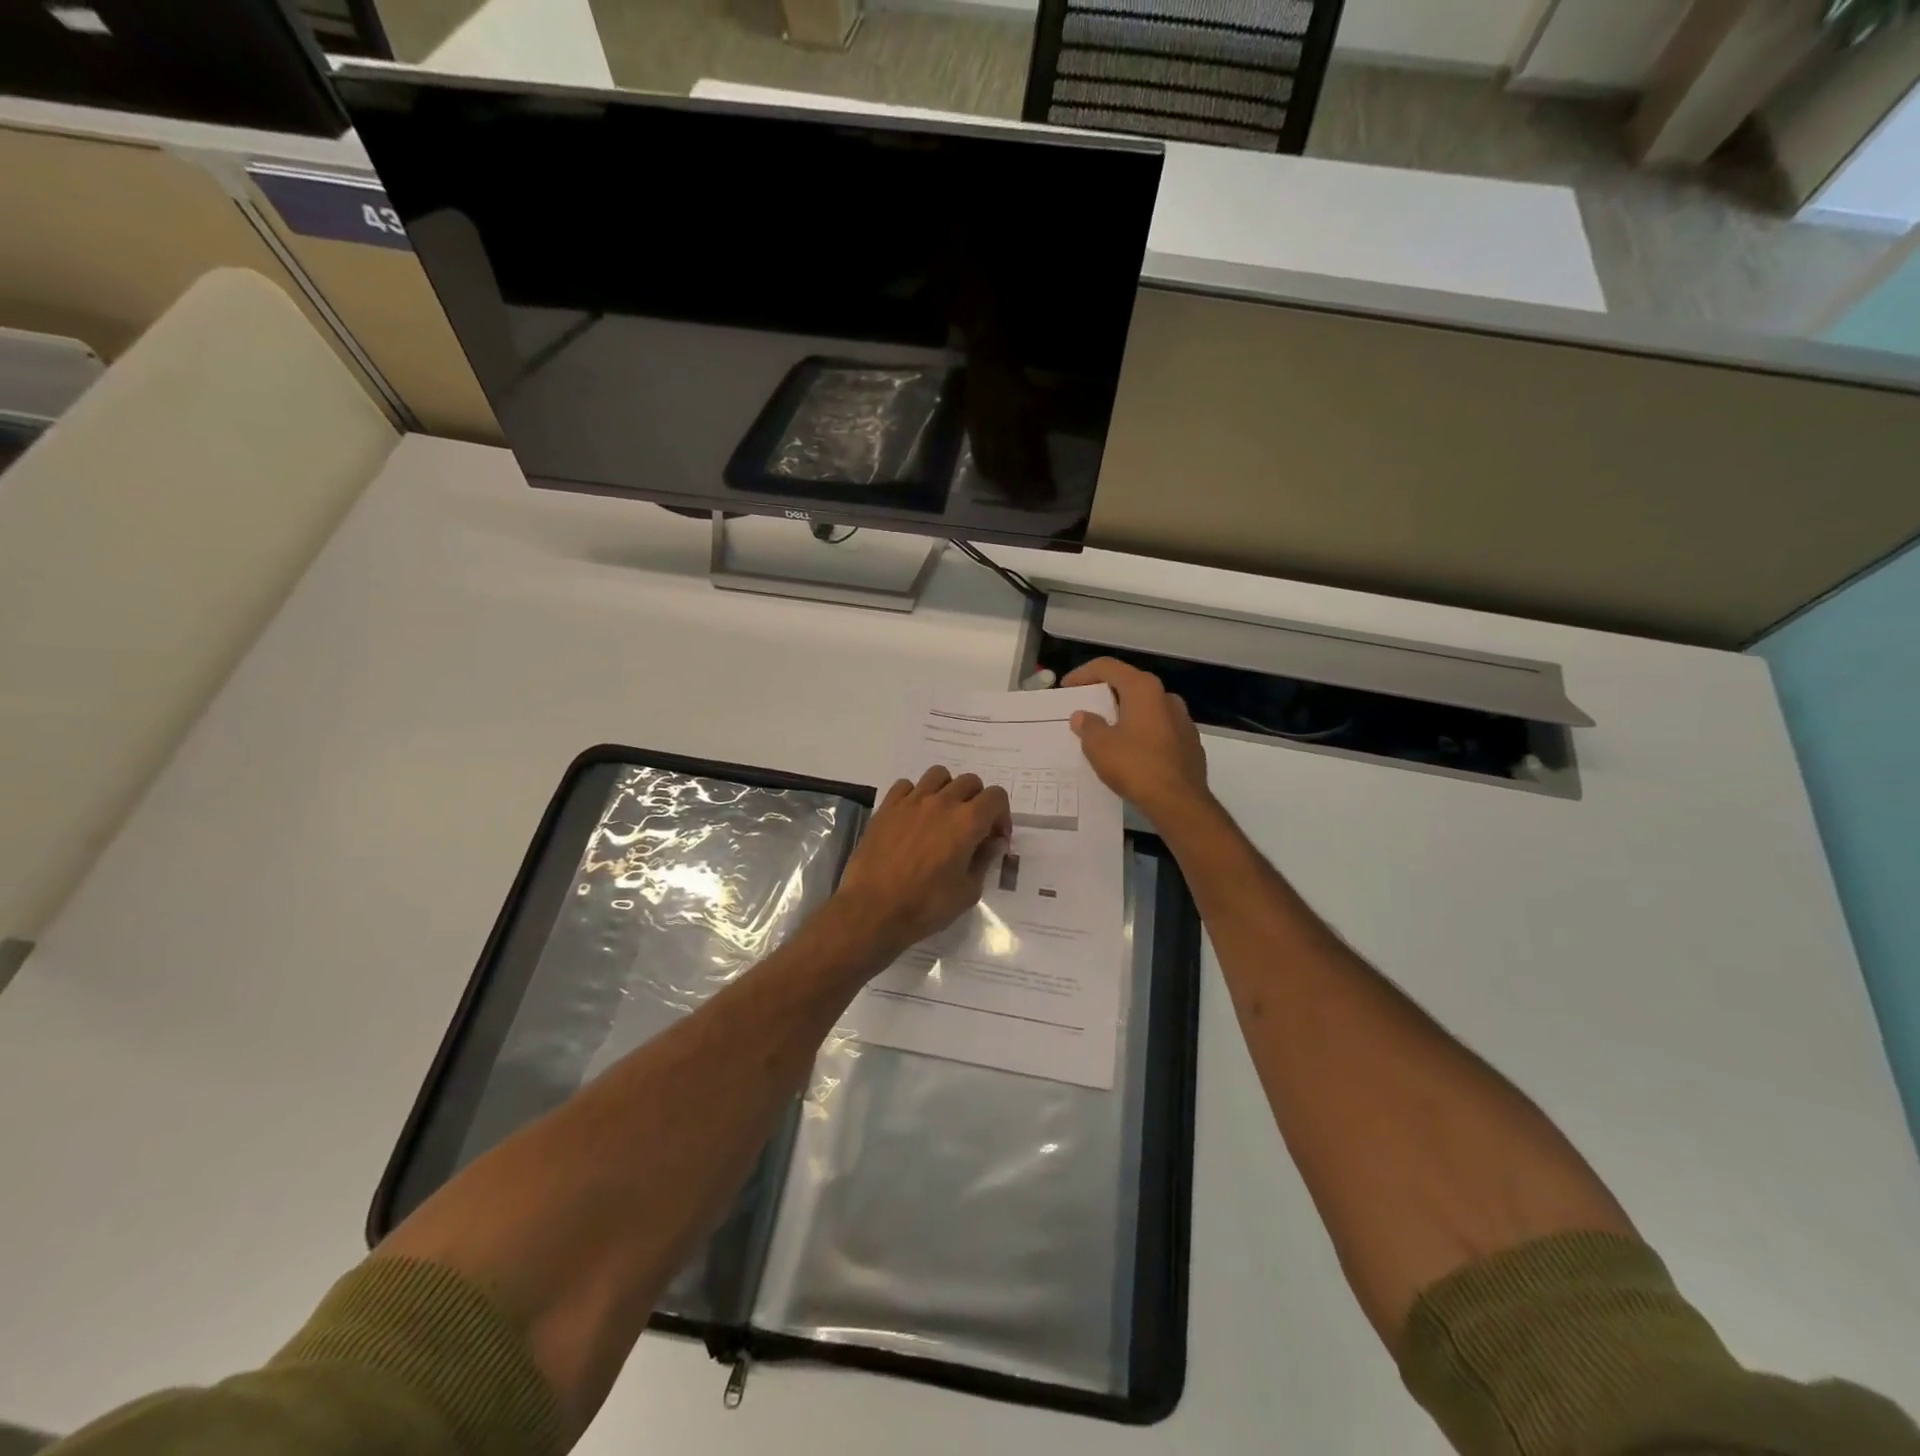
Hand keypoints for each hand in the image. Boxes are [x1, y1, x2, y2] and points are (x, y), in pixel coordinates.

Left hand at [832, 766, 1012, 964]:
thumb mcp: (968, 892)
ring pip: (938, 775)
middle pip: (970, 782)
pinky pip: (906, 785)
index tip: (994, 838)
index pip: (996, 797)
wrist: (873, 908)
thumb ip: (984, 861)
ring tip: (942, 815)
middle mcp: (942, 802)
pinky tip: (913, 817)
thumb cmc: (925, 906)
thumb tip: (992, 843)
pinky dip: (915, 795)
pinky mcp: (887, 806)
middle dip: (977, 801)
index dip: (1001, 816)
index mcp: (967, 822)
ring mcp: (911, 801)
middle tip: (971, 829)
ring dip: (947, 790)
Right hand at [1064, 657, 1210, 826]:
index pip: (1108, 667)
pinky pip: (1159, 729)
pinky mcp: (1190, 743)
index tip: (1066, 688)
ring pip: (1146, 708)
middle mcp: (1166, 697)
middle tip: (1085, 709)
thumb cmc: (1135, 766)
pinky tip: (1130, 753)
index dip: (1083, 674)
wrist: (1180, 802)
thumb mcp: (1099, 746)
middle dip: (1105, 695)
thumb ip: (1088, 726)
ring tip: (1106, 733)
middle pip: (1129, 685)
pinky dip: (1141, 733)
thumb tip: (1083, 716)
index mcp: (1143, 689)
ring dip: (1124, 715)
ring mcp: (1183, 720)